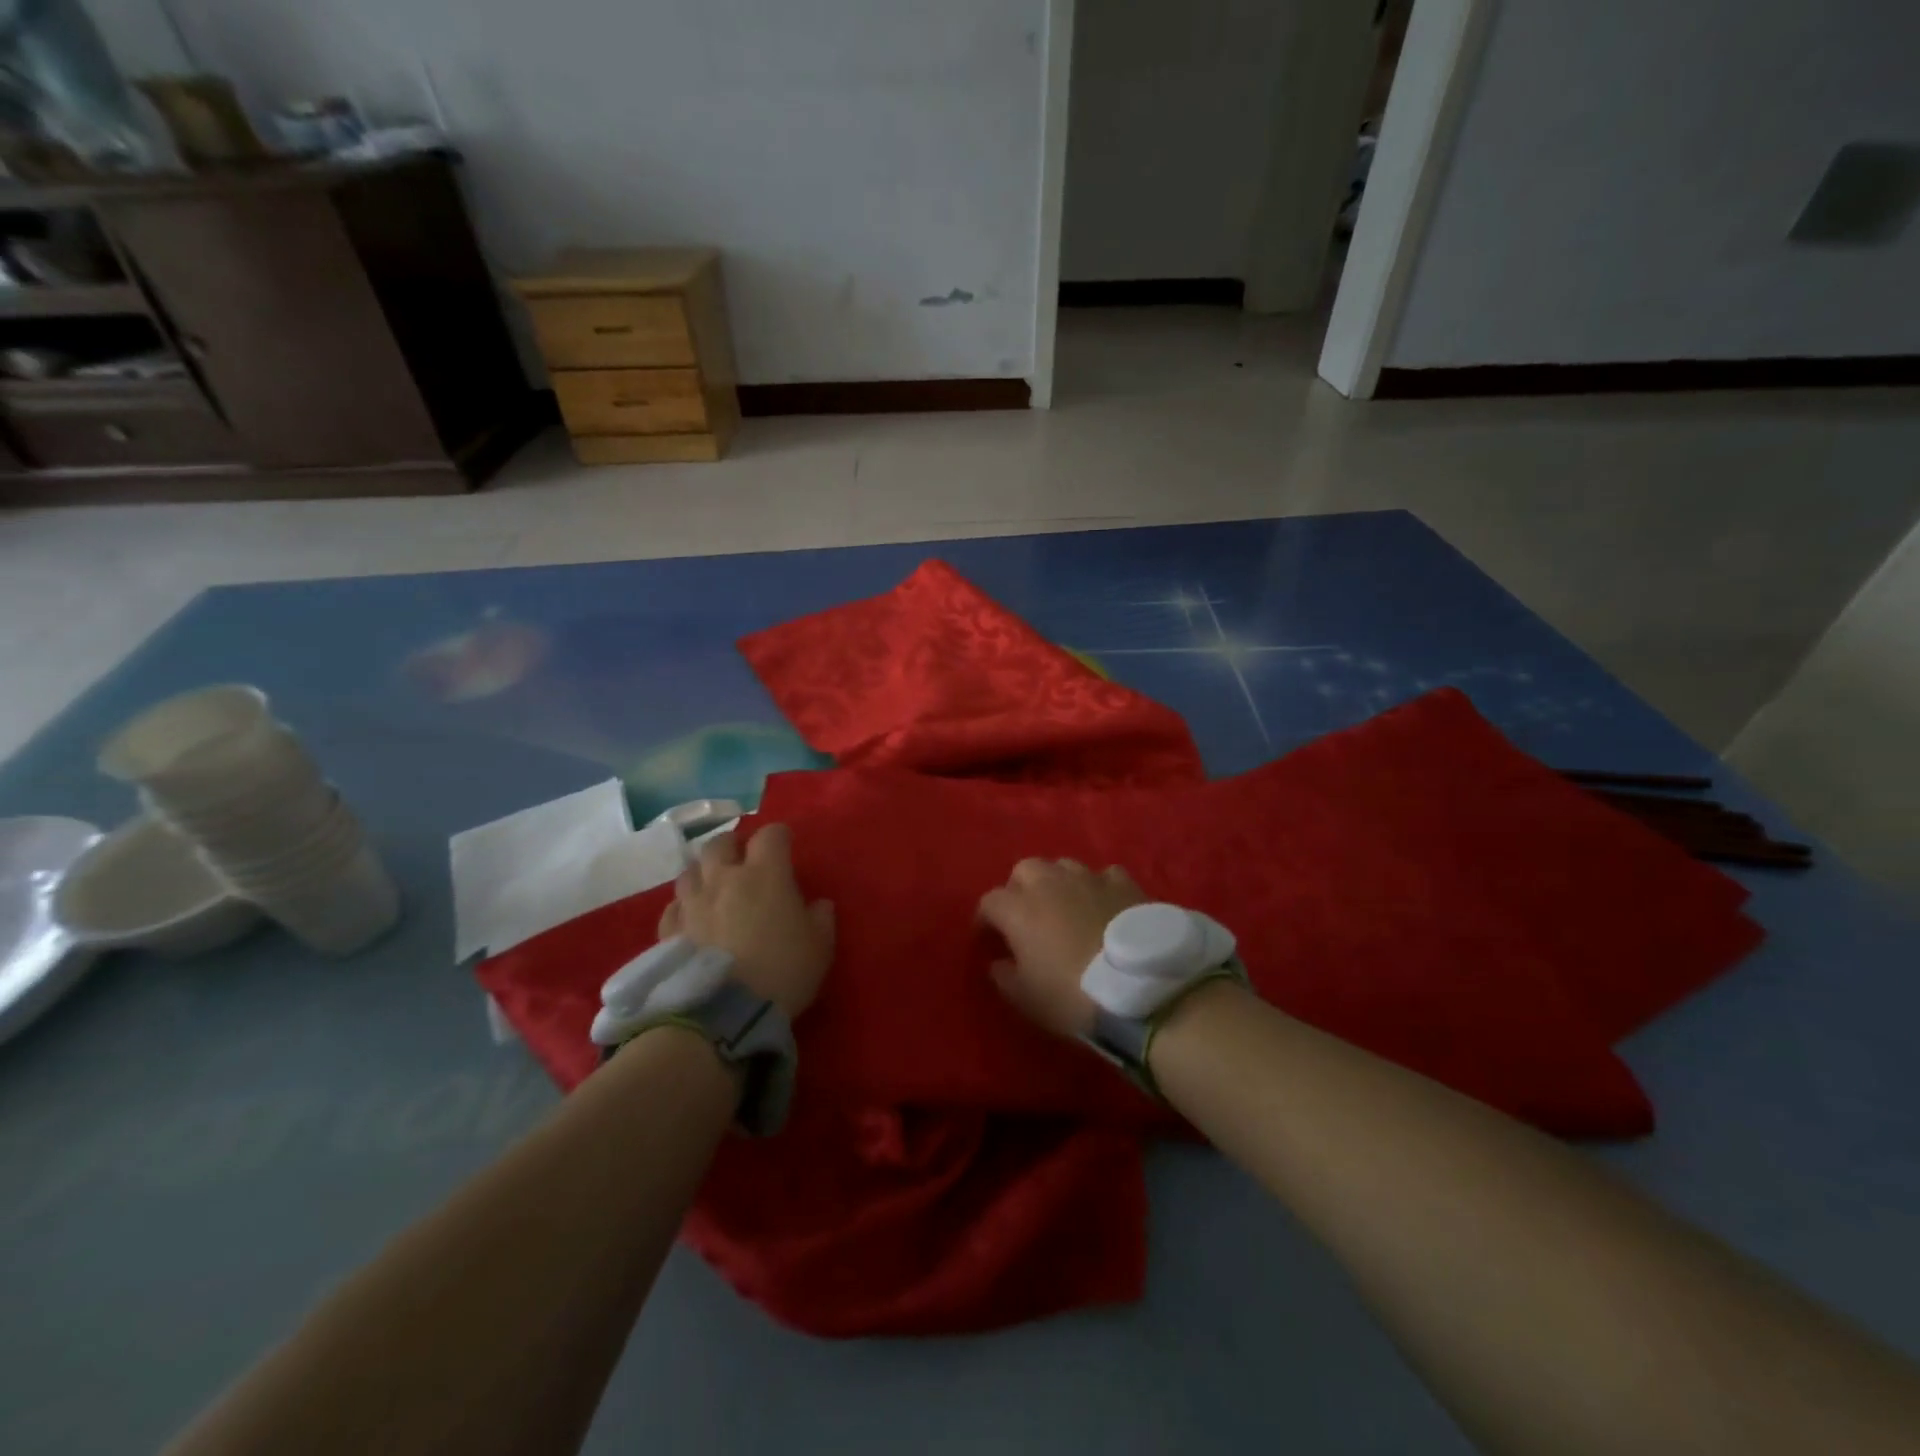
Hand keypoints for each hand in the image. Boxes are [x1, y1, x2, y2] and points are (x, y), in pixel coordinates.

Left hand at [657, 823, 834, 1019]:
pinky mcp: (669, 930)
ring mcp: (692, 903)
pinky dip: (684, 906)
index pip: (771, 835)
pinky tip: (692, 917)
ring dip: (704, 872)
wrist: (724, 1013)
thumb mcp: (820, 947)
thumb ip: (821, 919)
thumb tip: (818, 904)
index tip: (786, 845)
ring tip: (713, 885)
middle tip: (744, 859)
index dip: (779, 836)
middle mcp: (724, 878)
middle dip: (733, 846)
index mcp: (765, 874)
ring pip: (690, 870)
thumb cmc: (782, 972)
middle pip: (721, 843)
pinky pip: (673, 906)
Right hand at [977, 858, 1145, 1038]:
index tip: (989, 939)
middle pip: (1024, 870)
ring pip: (1063, 866)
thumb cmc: (1073, 996)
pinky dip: (1098, 887)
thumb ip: (1005, 977)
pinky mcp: (1123, 883)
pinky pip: (1104, 876)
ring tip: (1066, 906)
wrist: (1141, 987)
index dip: (985, 920)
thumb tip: (998, 963)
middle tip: (1027, 915)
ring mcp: (1089, 878)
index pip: (989, 902)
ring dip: (1058, 882)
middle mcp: (1049, 883)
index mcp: (1019, 909)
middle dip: (1020, 888)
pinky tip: (1104, 904)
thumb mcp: (1028, 999)